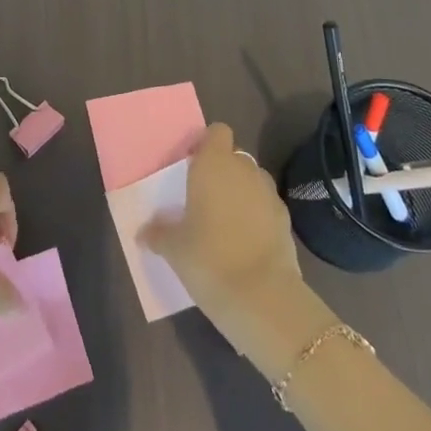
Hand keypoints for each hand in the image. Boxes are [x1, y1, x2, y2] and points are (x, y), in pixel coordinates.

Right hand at [143, 125, 331, 373]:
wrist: (263, 298)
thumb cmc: (208, 258)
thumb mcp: (173, 248)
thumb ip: (158, 233)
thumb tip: (144, 232)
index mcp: (214, 164)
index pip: (217, 132)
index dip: (206, 145)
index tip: (192, 166)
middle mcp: (244, 169)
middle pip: (234, 157)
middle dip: (222, 171)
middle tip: (203, 197)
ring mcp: (269, 194)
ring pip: (252, 181)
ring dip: (241, 192)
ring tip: (225, 221)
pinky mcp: (286, 220)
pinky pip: (266, 207)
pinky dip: (257, 216)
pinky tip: (245, 242)